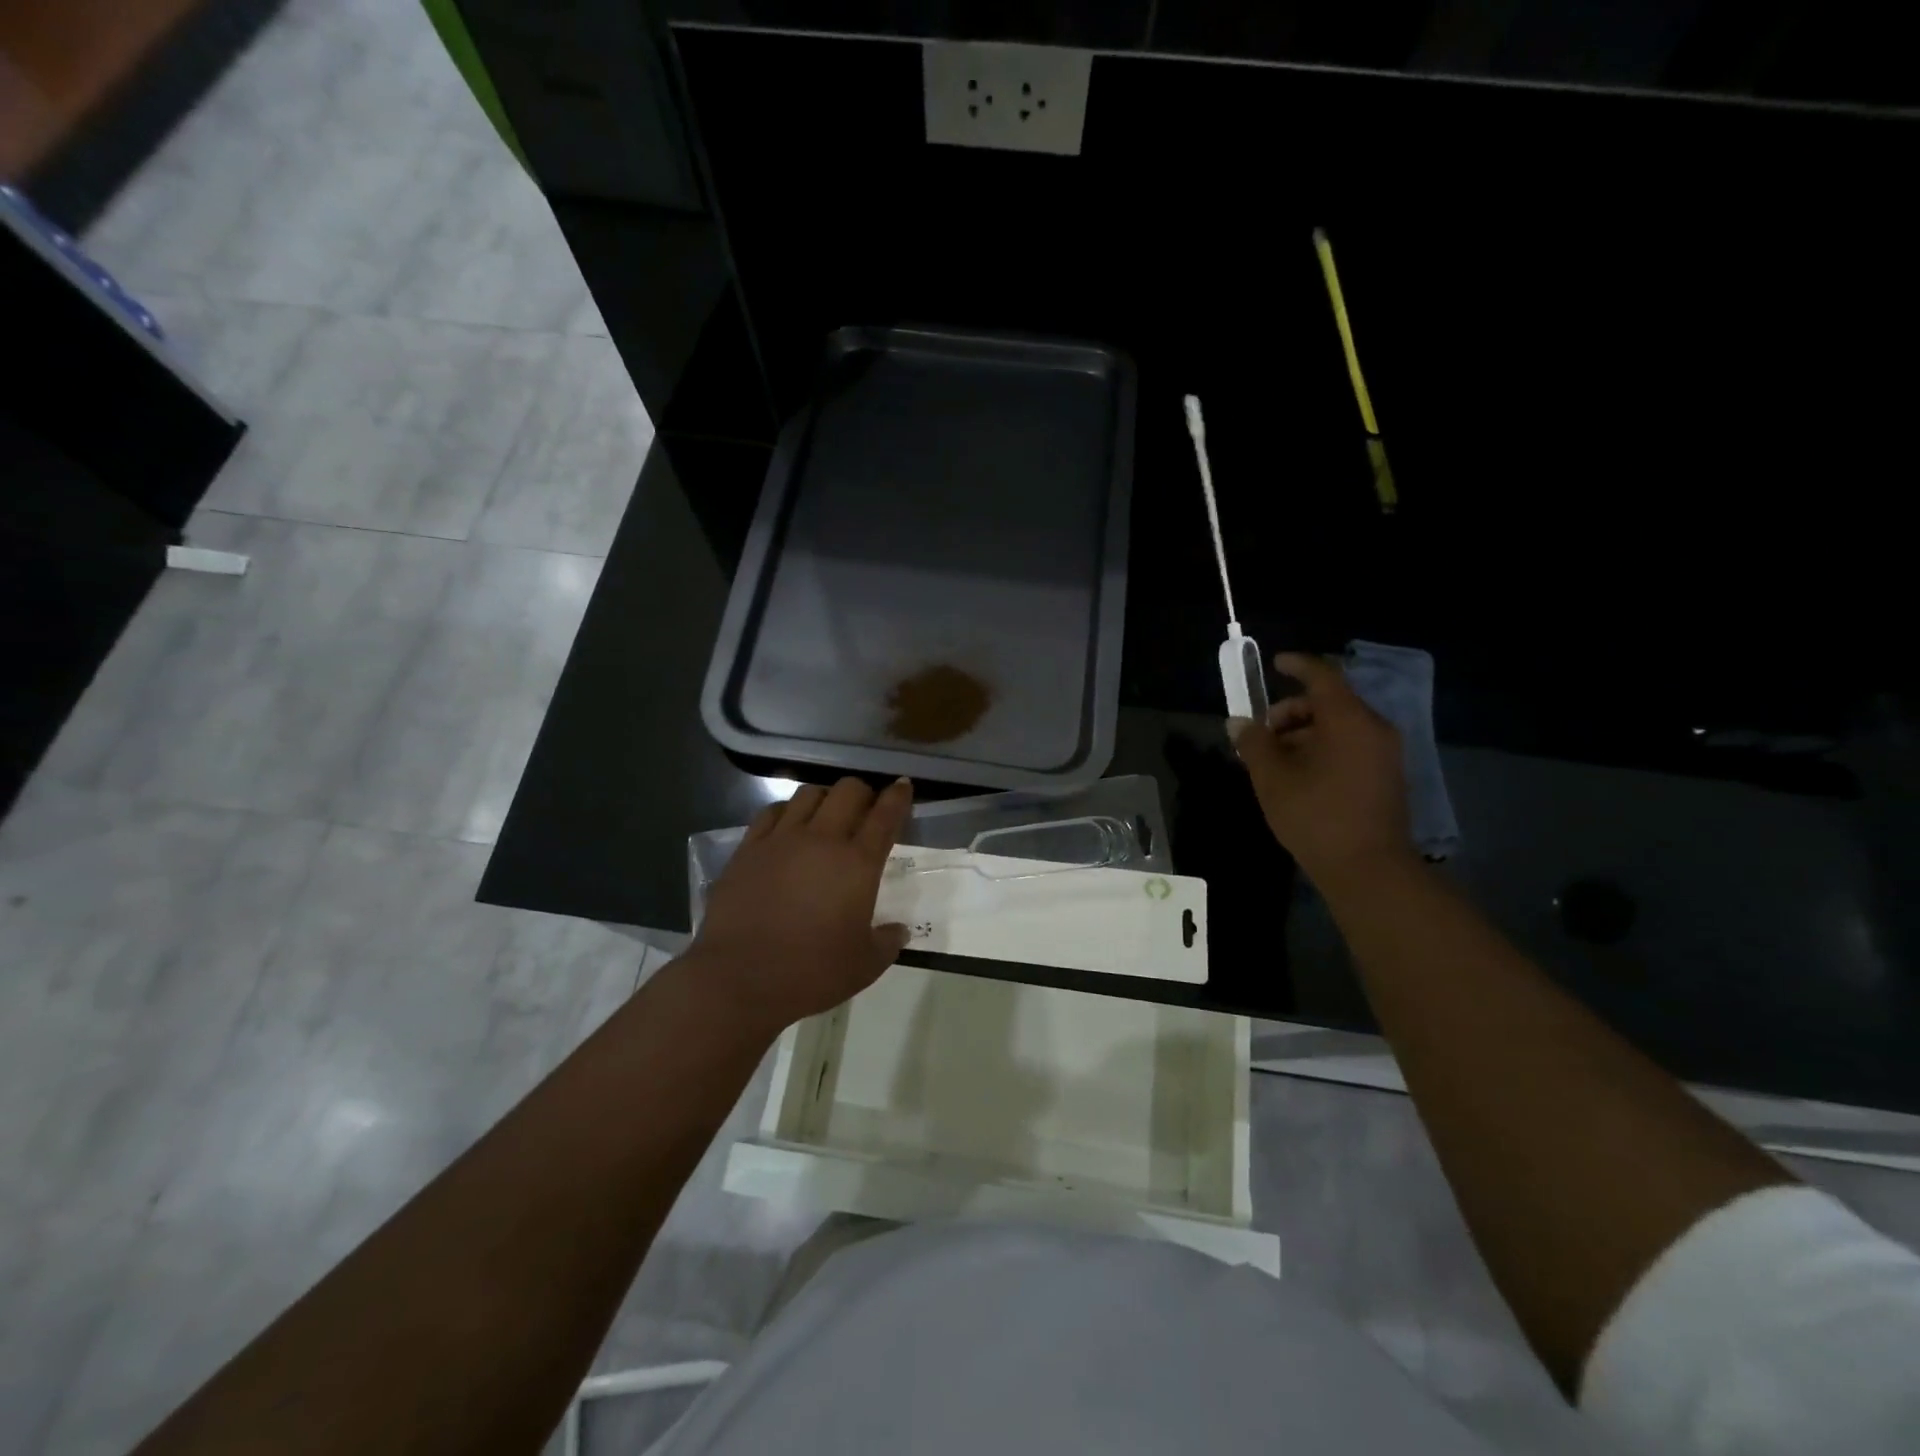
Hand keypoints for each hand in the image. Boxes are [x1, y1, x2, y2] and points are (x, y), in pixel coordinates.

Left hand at [690, 776, 914, 1032]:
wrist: (740, 979)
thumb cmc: (812, 973)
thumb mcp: (865, 965)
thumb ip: (887, 942)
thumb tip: (898, 931)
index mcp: (858, 864)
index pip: (885, 816)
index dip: (898, 797)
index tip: (902, 786)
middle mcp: (822, 840)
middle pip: (847, 791)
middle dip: (862, 792)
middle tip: (865, 808)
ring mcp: (781, 840)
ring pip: (808, 794)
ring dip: (825, 798)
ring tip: (826, 815)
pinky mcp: (748, 849)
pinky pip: (771, 812)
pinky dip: (787, 811)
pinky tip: (788, 825)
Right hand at [1231, 652, 1411, 883]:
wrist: (1368, 869)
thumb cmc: (1316, 816)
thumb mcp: (1272, 778)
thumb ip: (1254, 744)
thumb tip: (1238, 723)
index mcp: (1348, 720)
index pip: (1322, 676)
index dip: (1297, 666)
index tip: (1274, 663)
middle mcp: (1373, 728)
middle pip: (1329, 703)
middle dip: (1291, 711)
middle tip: (1262, 734)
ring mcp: (1384, 754)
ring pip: (1339, 726)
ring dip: (1304, 733)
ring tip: (1274, 760)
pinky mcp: (1386, 777)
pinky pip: (1350, 746)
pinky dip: (1322, 748)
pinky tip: (1298, 775)